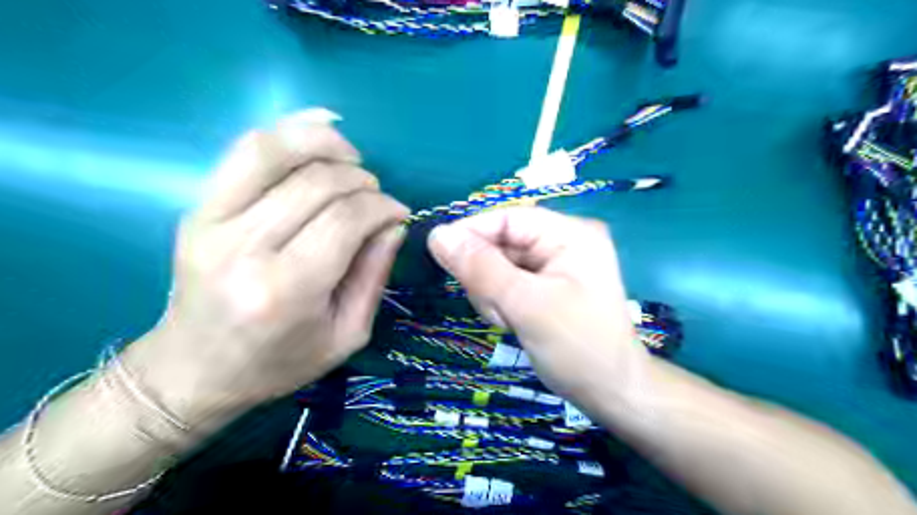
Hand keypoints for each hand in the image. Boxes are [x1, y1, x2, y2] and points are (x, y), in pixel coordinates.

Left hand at [124, 113, 407, 430]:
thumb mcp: (346, 333)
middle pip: (318, 183)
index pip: (345, 220)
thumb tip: (394, 223)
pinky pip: (244, 151)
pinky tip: (320, 133)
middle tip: (377, 198)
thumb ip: (374, 275)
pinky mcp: (198, 208)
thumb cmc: (279, 362)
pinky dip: (287, 132)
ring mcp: (212, 222)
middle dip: (363, 182)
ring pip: (276, 152)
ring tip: (353, 160)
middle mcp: (244, 248)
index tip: (400, 212)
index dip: (382, 206)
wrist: (195, 369)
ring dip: (327, 145)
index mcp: (286, 290)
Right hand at [426, 208, 647, 400]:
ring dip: (492, 293)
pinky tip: (510, 323)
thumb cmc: (578, 348)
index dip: (471, 232)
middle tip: (494, 309)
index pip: (507, 218)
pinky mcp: (546, 285)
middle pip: (501, 242)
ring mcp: (555, 265)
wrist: (611, 393)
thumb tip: (437, 235)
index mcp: (569, 234)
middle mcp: (563, 241)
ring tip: (506, 320)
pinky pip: (507, 283)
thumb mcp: (526, 305)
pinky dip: (500, 302)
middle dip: (487, 275)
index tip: (439, 253)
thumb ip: (481, 268)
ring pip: (499, 264)